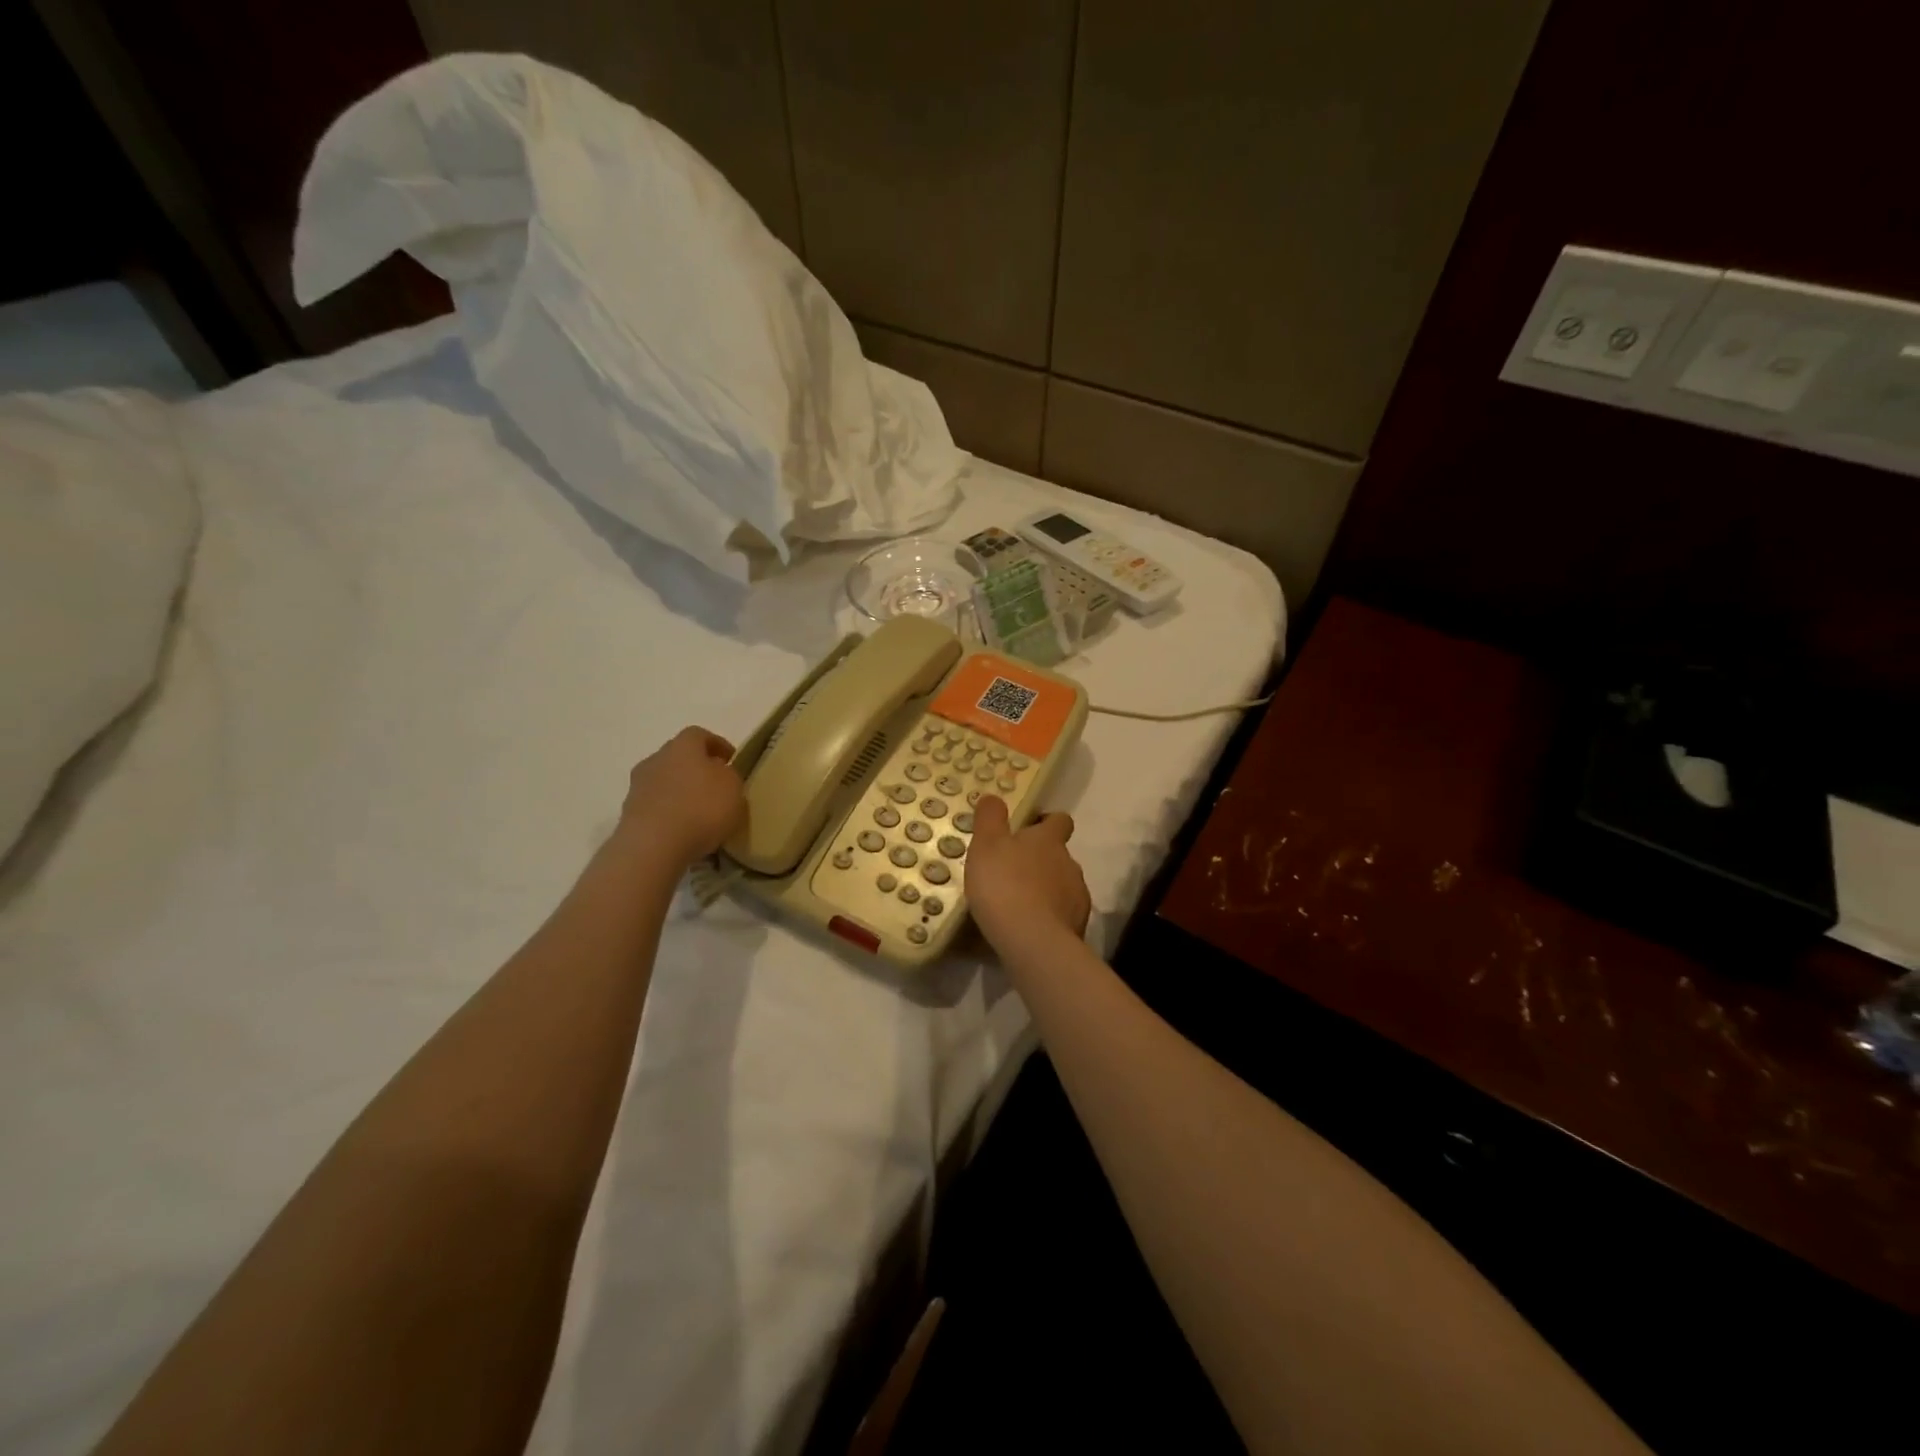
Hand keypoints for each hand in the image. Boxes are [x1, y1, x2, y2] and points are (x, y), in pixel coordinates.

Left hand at [618, 727, 744, 865]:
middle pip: (679, 757)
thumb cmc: (701, 808)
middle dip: (697, 768)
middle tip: (715, 785)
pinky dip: (669, 812)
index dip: (717, 745)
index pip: (700, 734)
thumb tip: (720, 774)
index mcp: (683, 745)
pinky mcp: (629, 812)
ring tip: (699, 811)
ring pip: (665, 781)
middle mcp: (656, 759)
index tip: (731, 760)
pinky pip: (656, 805)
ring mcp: (638, 786)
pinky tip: (683, 829)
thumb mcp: (733, 788)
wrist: (653, 845)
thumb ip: (729, 775)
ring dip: (681, 791)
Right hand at [964, 795, 1090, 951]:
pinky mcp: (1078, 925)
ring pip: (1062, 884)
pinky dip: (1050, 916)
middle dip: (1041, 860)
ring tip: (1019, 904)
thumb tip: (994, 796)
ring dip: (1046, 889)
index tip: (1029, 829)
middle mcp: (1069, 863)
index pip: (1059, 820)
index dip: (1046, 822)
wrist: (1033, 941)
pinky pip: (1063, 914)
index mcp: (1049, 840)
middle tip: (1013, 872)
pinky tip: (1029, 927)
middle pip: (1059, 854)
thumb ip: (990, 818)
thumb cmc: (1005, 885)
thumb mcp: (986, 845)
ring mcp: (1077, 895)